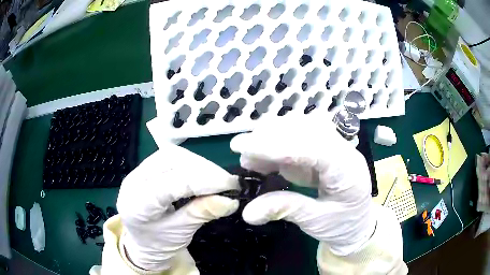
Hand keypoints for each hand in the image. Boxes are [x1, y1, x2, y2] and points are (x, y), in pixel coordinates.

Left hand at [117, 143, 239, 270]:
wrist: (142, 242)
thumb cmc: (158, 243)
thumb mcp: (180, 234)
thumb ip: (201, 214)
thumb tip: (230, 200)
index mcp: (137, 204)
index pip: (171, 184)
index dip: (203, 181)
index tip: (230, 185)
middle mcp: (134, 181)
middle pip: (170, 160)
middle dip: (203, 169)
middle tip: (226, 182)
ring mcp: (138, 171)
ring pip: (172, 154)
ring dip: (199, 164)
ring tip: (217, 179)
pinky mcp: (147, 167)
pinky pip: (172, 157)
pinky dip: (192, 164)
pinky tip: (203, 175)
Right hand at [230, 117, 375, 255]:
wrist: (358, 224)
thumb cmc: (343, 225)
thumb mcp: (316, 222)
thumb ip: (285, 210)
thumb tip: (248, 212)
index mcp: (349, 170)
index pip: (313, 148)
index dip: (277, 145)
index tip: (243, 147)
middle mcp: (344, 150)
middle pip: (307, 129)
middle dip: (270, 137)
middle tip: (242, 153)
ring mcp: (335, 146)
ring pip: (302, 127)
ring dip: (272, 137)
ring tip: (251, 157)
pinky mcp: (324, 149)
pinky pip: (300, 137)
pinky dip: (278, 144)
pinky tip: (264, 158)